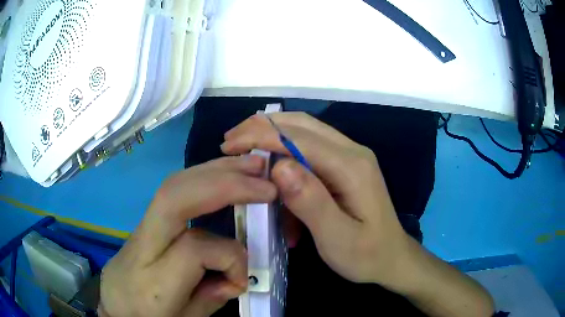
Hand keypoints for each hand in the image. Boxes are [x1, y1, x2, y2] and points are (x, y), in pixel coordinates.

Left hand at [99, 156, 276, 316]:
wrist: (114, 306)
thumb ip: (211, 299)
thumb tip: (236, 274)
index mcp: (152, 281)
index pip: (193, 249)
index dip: (229, 257)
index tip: (241, 279)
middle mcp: (142, 245)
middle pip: (175, 198)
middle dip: (223, 184)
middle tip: (264, 184)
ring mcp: (139, 227)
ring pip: (172, 186)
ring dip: (215, 170)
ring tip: (251, 164)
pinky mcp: (144, 221)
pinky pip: (173, 191)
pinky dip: (203, 176)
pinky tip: (224, 172)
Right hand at [221, 113, 411, 287]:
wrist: (392, 258)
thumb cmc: (366, 255)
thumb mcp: (337, 238)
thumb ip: (310, 202)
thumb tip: (279, 166)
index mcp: (352, 167)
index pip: (298, 139)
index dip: (260, 137)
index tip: (228, 145)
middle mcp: (352, 151)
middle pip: (301, 125)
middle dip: (262, 128)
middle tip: (231, 141)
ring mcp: (351, 156)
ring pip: (304, 132)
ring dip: (272, 136)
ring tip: (244, 150)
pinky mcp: (346, 165)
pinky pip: (311, 149)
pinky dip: (287, 155)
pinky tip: (275, 175)